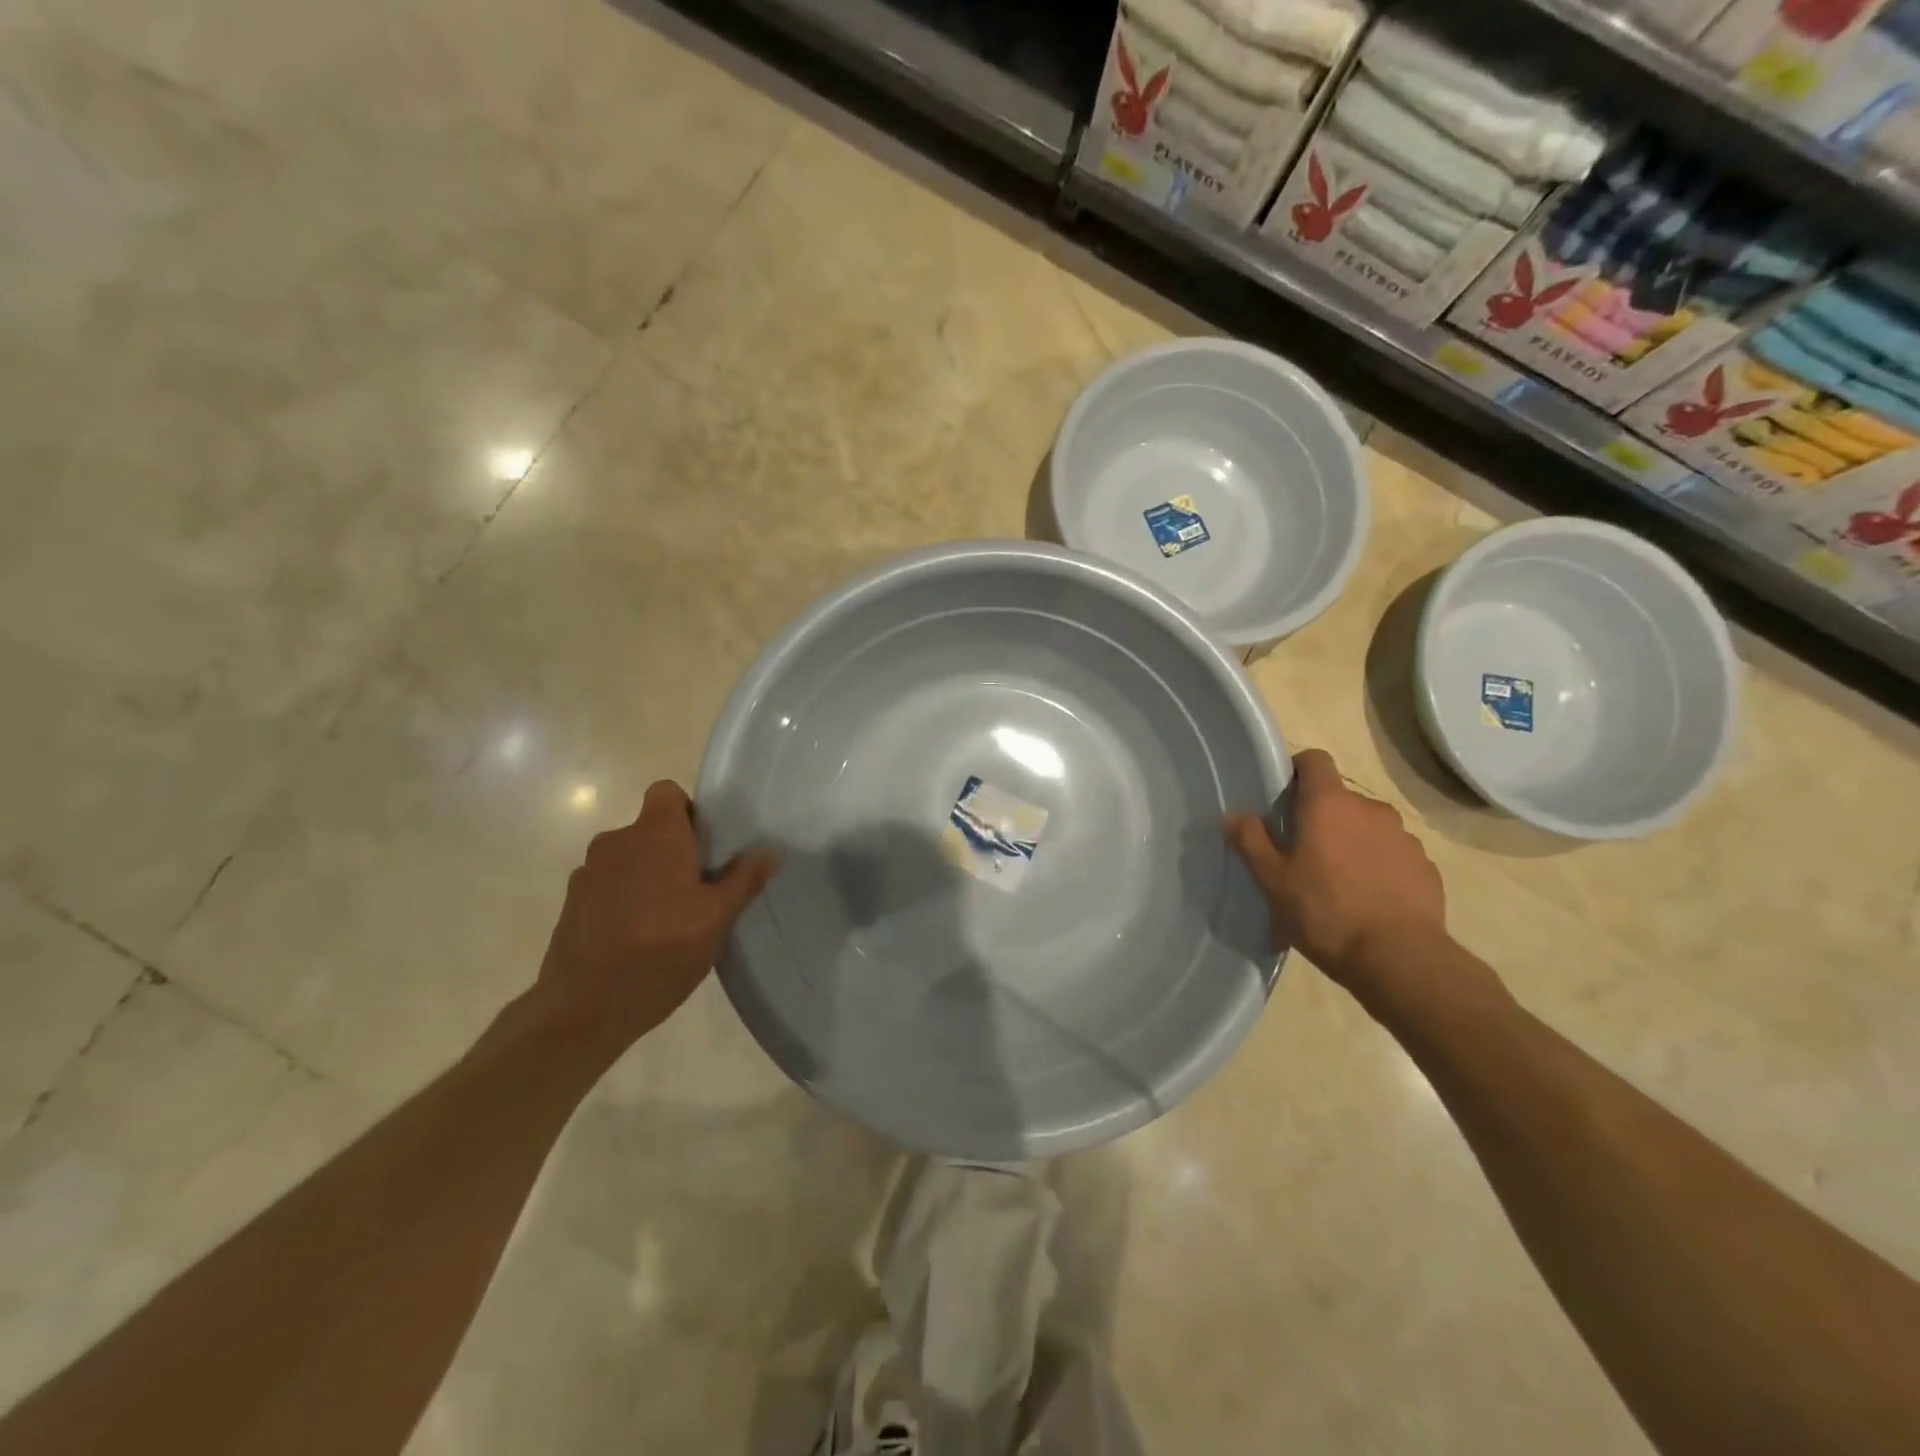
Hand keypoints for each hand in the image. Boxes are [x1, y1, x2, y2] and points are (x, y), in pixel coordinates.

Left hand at [533, 780, 777, 1049]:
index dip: (687, 811)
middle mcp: (617, 842)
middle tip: (696, 890)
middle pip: (649, 828)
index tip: (703, 846)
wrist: (585, 1008)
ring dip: (646, 876)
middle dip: (672, 850)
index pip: (666, 792)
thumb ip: (744, 879)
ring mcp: (588, 873)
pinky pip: (607, 886)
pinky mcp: (571, 903)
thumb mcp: (717, 918)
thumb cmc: (662, 951)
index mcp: (655, 834)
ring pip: (627, 859)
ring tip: (666, 919)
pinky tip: (635, 938)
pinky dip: (622, 899)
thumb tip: (769, 852)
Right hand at [1223, 748, 1446, 991]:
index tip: (1283, 797)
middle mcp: (1370, 809)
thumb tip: (1232, 814)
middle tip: (1301, 853)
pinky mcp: (1426, 866)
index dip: (1297, 770)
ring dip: (1351, 842)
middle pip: (1339, 799)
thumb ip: (1250, 840)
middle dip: (1321, 817)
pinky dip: (1378, 866)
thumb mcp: (1272, 880)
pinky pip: (1393, 854)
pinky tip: (1368, 899)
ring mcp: (1403, 837)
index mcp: (1329, 804)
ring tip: (1337, 881)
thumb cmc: (1325, 912)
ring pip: (1368, 827)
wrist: (1399, 959)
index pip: (1315, 760)